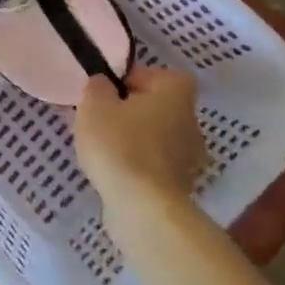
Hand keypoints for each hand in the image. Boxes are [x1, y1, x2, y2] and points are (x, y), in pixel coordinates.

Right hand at [73, 65, 207, 217]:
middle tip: (104, 116)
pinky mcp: (180, 187)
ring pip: (159, 136)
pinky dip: (138, 163)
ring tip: (104, 146)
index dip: (141, 77)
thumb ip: (98, 87)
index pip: (168, 75)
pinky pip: (156, 163)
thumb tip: (105, 84)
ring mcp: (189, 158)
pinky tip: (114, 170)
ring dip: (135, 138)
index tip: (115, 89)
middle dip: (133, 110)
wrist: (143, 208)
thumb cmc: (119, 144)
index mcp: (175, 96)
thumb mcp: (94, 104)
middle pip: (162, 107)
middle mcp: (190, 124)